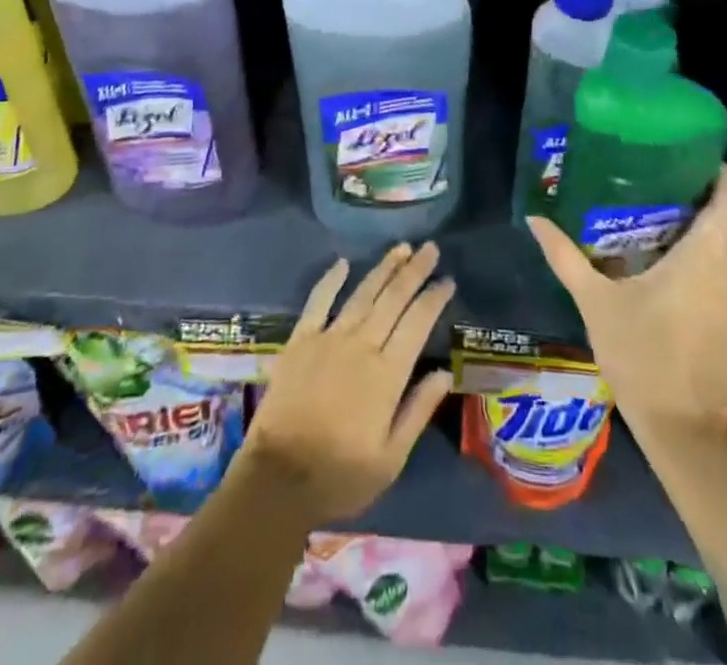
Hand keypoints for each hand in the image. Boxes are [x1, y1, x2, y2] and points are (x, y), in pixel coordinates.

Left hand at [236, 241, 455, 529]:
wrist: (278, 478)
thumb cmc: (340, 476)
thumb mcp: (391, 458)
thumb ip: (418, 410)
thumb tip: (444, 372)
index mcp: (387, 374)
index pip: (418, 323)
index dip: (434, 298)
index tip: (448, 280)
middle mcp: (361, 345)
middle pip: (393, 299)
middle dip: (414, 271)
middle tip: (431, 248)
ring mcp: (328, 338)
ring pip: (362, 294)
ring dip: (384, 269)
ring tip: (401, 248)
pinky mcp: (301, 340)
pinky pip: (318, 301)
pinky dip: (331, 279)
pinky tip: (342, 263)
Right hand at [526, 165, 726, 440]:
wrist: (680, 432)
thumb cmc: (638, 354)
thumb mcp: (594, 301)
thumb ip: (565, 256)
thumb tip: (535, 219)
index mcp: (702, 261)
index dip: (722, 177)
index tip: (699, 157)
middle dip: (707, 202)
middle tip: (669, 184)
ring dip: (705, 239)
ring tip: (665, 227)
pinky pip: (725, 286)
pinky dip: (705, 271)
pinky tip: (674, 280)